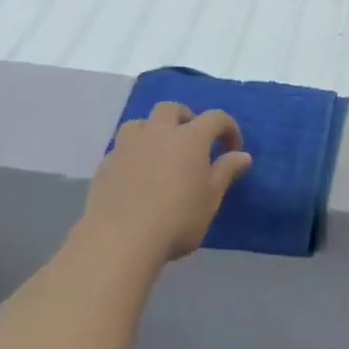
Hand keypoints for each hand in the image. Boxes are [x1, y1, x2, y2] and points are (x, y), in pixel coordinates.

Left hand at [81, 103, 252, 266]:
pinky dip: (134, 154)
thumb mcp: (210, 199)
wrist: (121, 238)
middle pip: (171, 109)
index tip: (233, 149)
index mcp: (189, 138)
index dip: (228, 128)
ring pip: (140, 123)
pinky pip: (122, 148)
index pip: (215, 118)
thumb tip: (242, 155)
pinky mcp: (106, 163)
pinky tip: (136, 176)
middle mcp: (157, 132)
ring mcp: (127, 145)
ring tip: (160, 153)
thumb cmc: (177, 219)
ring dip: (153, 130)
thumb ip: (225, 172)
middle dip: (186, 118)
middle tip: (193, 141)